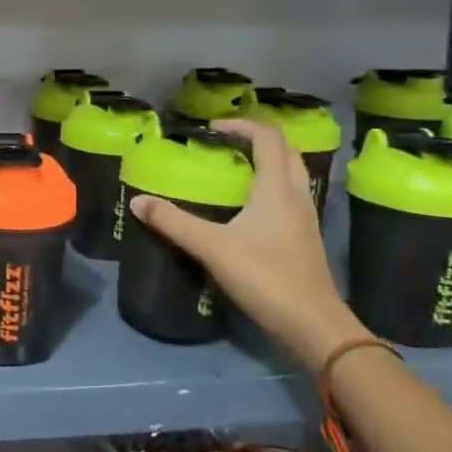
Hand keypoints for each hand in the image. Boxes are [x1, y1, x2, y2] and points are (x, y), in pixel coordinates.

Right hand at [129, 118, 367, 373]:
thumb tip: (138, 201)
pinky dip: (270, 189)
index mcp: (277, 188)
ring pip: (291, 175)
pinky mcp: (305, 239)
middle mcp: (296, 195)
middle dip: (256, 140)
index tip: (212, 129)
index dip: (241, 125)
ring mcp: (305, 218)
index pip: (267, 137)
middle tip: (224, 146)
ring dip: (266, 163)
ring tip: (233, 171)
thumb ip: (173, 223)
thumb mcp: (212, 247)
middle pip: (285, 151)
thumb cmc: (266, 277)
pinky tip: (247, 209)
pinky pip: (289, 197)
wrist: (314, 326)